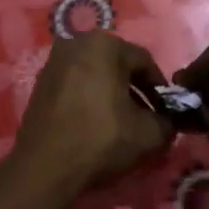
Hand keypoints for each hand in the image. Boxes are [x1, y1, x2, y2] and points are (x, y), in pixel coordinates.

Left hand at [12, 32, 173, 193]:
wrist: (45, 166)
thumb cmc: (100, 139)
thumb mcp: (148, 134)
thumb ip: (167, 122)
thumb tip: (168, 122)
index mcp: (104, 44)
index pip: (144, 61)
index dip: (160, 88)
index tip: (166, 112)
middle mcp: (76, 42)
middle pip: (118, 64)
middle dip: (135, 89)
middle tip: (146, 117)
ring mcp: (54, 61)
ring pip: (96, 73)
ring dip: (112, 94)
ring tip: (122, 123)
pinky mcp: (40, 82)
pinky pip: (76, 83)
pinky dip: (90, 97)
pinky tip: (96, 123)